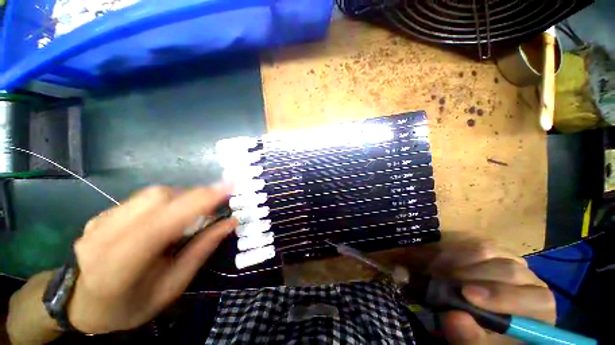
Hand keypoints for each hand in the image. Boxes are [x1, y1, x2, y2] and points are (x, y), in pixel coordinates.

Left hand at [67, 184, 237, 333]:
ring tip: (193, 214)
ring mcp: (98, 222)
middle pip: (157, 198)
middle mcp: (102, 238)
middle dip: (194, 196)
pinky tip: (169, 217)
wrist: (85, 304)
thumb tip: (230, 222)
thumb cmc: (132, 305)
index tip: (228, 187)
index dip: (197, 201)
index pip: (160, 224)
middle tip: (214, 206)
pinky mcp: (101, 214)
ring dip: (182, 197)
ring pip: (151, 194)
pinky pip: (142, 198)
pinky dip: (167, 201)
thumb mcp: (173, 287)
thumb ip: (201, 250)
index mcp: (118, 268)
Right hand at [427, 238, 555, 344]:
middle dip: (471, 275)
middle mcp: (532, 281)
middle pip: (509, 270)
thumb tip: (455, 317)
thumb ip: (471, 340)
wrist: (481, 320)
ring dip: (458, 262)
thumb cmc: (487, 338)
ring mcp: (512, 262)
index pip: (535, 298)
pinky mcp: (493, 252)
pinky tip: (441, 265)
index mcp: (541, 310)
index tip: (466, 294)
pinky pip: (473, 245)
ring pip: (488, 252)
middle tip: (442, 282)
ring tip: (438, 274)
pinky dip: (454, 253)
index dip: (502, 296)